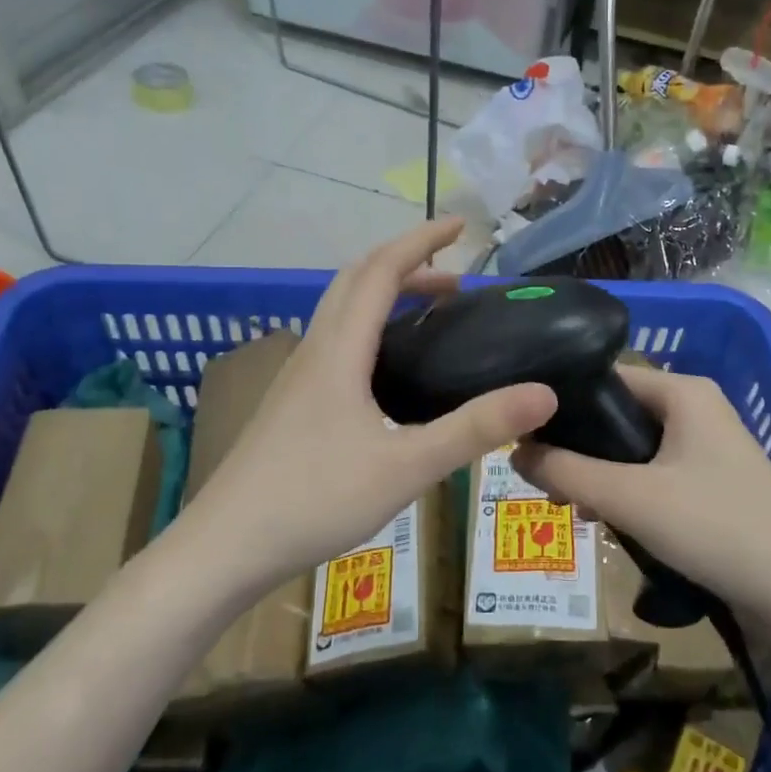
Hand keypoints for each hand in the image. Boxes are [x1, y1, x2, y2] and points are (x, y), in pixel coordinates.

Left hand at [191, 218, 556, 589]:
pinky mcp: (290, 403)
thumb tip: (544, 394)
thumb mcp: (407, 466)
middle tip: (453, 278)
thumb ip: (475, 429)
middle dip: (405, 264)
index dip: (421, 241)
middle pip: (355, 280)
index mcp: (339, 350)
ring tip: (428, 315)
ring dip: (383, 295)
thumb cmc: (315, 500)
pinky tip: (387, 371)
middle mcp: (314, 350)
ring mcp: (295, 377)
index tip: (461, 225)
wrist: (226, 546)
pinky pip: (334, 341)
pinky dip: (368, 327)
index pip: (381, 271)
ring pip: (340, 310)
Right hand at [512, 365, 770, 610]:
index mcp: (684, 391)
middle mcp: (696, 409)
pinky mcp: (712, 484)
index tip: (524, 430)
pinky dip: (627, 492)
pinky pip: (654, 475)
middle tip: (541, 476)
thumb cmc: (715, 528)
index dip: (563, 401)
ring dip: (600, 474)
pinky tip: (605, 522)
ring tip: (568, 505)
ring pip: (633, 449)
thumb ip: (567, 472)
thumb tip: (513, 451)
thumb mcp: (630, 498)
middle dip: (579, 447)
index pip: (607, 377)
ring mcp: (707, 448)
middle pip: (618, 415)